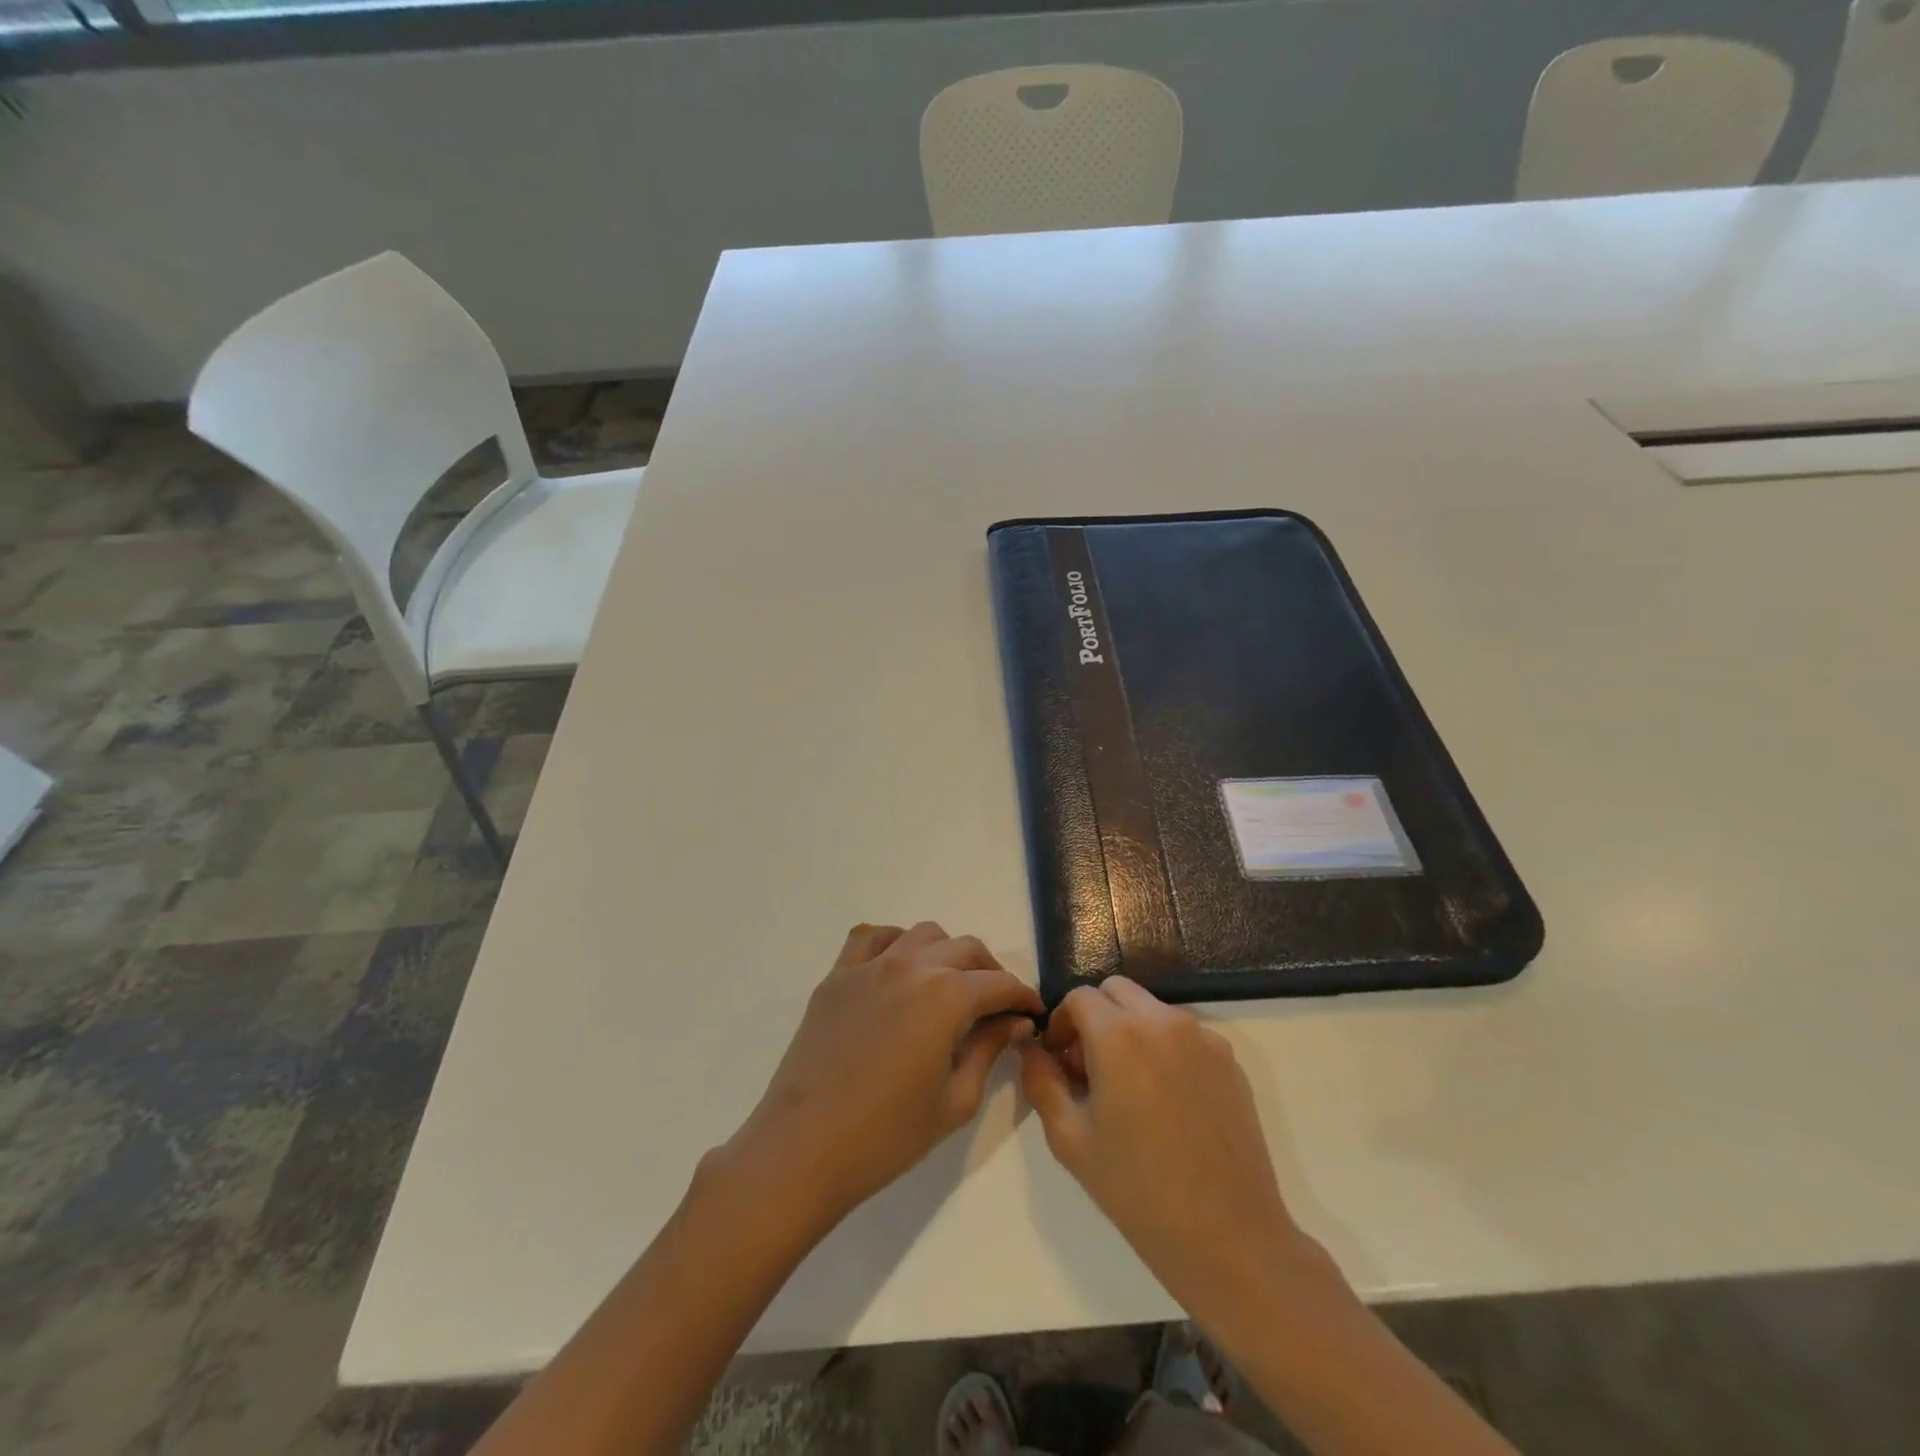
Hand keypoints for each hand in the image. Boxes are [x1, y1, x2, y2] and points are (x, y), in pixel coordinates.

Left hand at [722, 922, 1043, 1231]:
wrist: (804, 1149)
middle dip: (990, 973)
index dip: (1022, 997)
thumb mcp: (955, 1100)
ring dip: (946, 953)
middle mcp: (912, 965)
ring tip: (949, 987)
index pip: (999, 984)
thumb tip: (1014, 1021)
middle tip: (997, 1006)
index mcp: (946, 996)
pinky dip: (896, 944)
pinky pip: (872, 937)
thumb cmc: (887, 1136)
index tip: (1032, 1013)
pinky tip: (899, 971)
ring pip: (923, 934)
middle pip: (966, 949)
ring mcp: (870, 965)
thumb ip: (989, 1049)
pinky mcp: (838, 975)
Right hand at [1020, 977, 1311, 1330]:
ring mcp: (1203, 1038)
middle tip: (1089, 1067)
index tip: (1058, 1061)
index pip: (1078, 997)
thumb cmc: (1137, 1189)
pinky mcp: (1230, 1061)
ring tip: (1129, 1088)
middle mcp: (1163, 1021)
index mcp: (1119, 1034)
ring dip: (1131, 1030)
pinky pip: (1186, 1035)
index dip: (1061, 1024)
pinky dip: (1165, 1049)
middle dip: (1095, 1017)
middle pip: (1116, 991)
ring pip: (1152, 1010)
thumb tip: (1033, 1049)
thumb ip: (1041, 1080)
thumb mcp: (1069, 1138)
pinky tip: (1167, 1103)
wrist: (1227, 1238)